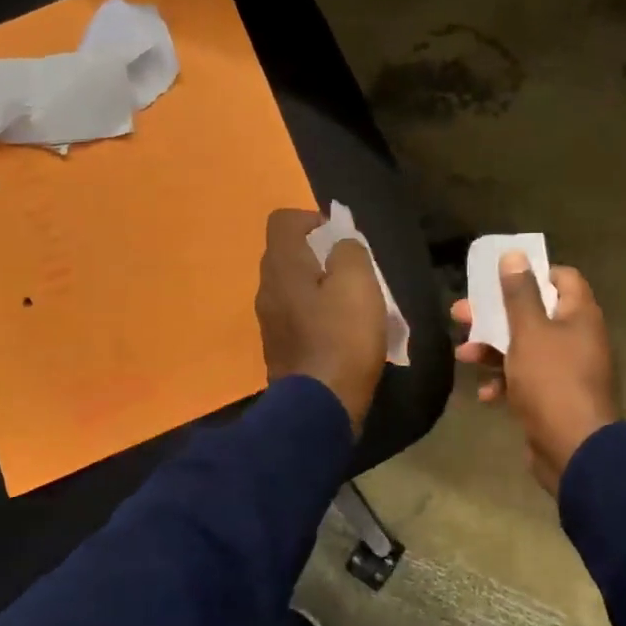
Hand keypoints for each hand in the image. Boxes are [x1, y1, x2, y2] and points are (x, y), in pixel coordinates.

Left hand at [256, 208, 387, 434]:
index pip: (284, 220)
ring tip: (351, 306)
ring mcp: (269, 322)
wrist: (320, 406)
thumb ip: (350, 251)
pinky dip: (316, 316)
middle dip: (321, 256)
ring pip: (293, 288)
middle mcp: (266, 289)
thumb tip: (341, 245)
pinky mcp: (279, 349)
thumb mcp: (359, 283)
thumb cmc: (343, 337)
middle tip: (353, 273)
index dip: (313, 219)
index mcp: (282, 266)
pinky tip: (341, 335)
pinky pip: (296, 317)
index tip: (342, 239)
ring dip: (320, 288)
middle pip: (288, 255)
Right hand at [453, 252, 618, 493]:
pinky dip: (505, 383)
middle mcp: (577, 339)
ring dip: (493, 350)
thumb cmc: (552, 380)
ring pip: (525, 349)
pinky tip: (486, 394)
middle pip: (534, 314)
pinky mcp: (553, 399)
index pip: (562, 278)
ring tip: (463, 355)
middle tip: (461, 315)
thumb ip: (519, 294)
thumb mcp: (529, 332)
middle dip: (495, 316)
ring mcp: (566, 371)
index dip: (532, 274)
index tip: (500, 278)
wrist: (573, 450)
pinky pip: (526, 381)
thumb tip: (514, 255)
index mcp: (580, 316)